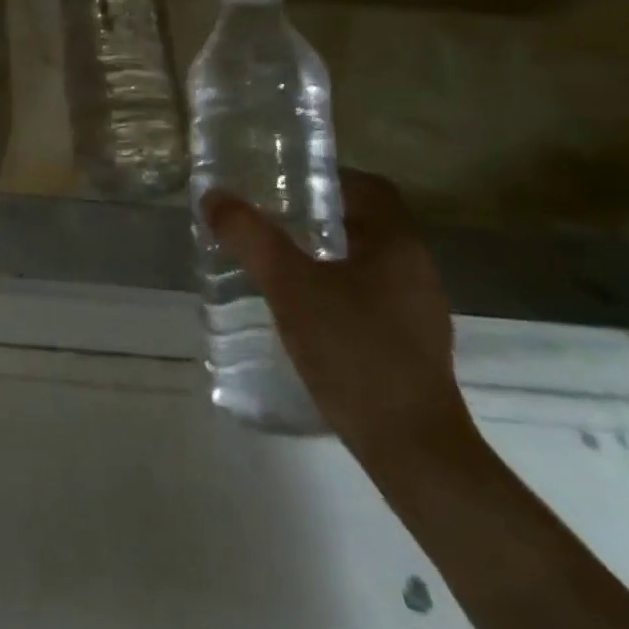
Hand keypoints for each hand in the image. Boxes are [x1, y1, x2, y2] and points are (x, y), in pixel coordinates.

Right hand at [203, 171, 470, 465]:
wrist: (413, 451)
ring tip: (273, 261)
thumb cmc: (355, 351)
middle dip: (315, 216)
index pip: (369, 187)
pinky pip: (367, 297)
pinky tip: (299, 309)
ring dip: (322, 254)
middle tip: (266, 218)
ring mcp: (416, 311)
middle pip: (363, 223)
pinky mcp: (408, 346)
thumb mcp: (290, 287)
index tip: (283, 181)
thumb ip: (251, 237)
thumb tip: (213, 195)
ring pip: (364, 262)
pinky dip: (333, 289)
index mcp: (398, 244)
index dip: (327, 177)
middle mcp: (414, 270)